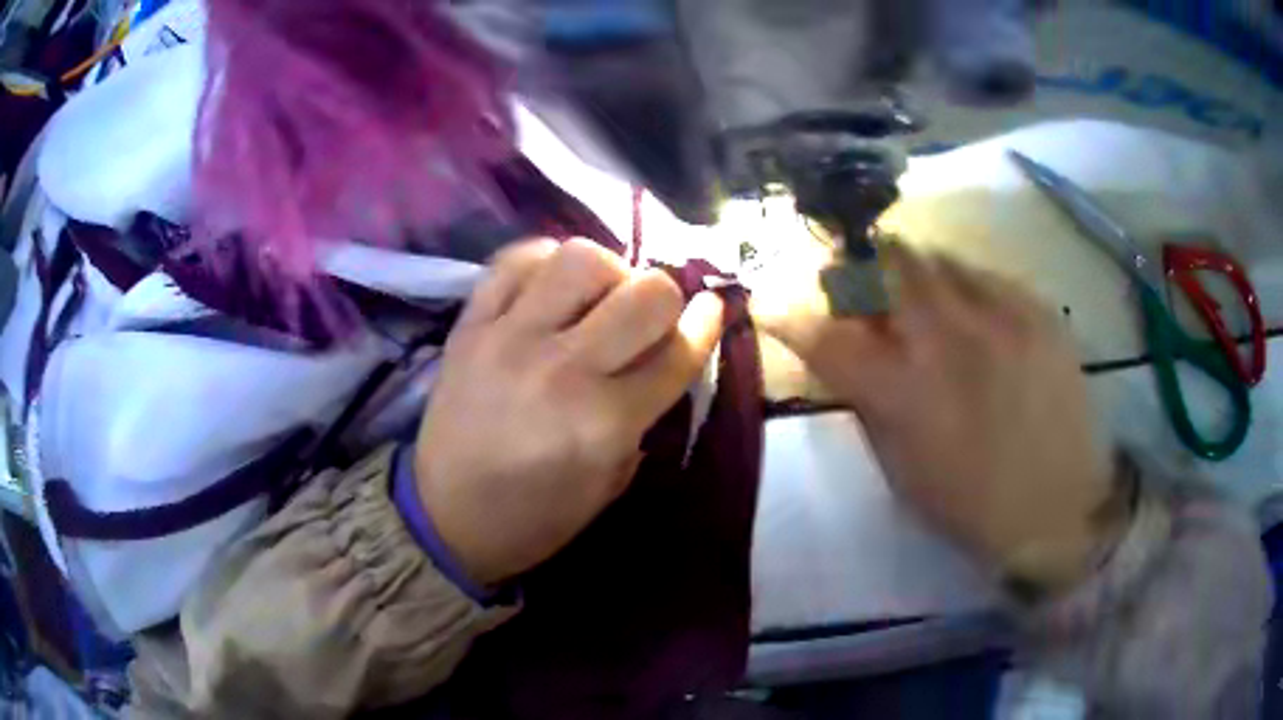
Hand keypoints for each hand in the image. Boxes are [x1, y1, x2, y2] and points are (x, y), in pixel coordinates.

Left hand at [414, 239, 723, 585]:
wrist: (445, 515)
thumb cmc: (535, 517)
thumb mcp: (609, 485)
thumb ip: (644, 418)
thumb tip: (665, 357)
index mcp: (604, 424)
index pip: (676, 354)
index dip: (706, 324)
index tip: (713, 307)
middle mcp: (563, 369)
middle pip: (645, 294)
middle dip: (665, 299)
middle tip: (648, 317)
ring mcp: (510, 338)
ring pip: (582, 259)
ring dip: (608, 271)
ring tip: (598, 296)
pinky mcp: (471, 324)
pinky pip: (515, 260)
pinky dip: (545, 261)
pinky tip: (551, 285)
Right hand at [762, 244, 1123, 593]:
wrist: (1062, 508)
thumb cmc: (972, 506)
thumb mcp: (902, 470)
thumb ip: (870, 403)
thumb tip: (850, 355)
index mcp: (905, 394)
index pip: (826, 336)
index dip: (789, 313)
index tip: (770, 300)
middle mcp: (948, 341)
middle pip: (884, 266)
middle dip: (857, 266)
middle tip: (858, 282)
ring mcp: (1000, 318)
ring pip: (935, 258)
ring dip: (911, 272)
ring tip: (918, 295)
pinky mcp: (1038, 312)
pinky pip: (985, 274)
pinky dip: (963, 284)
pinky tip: (972, 313)